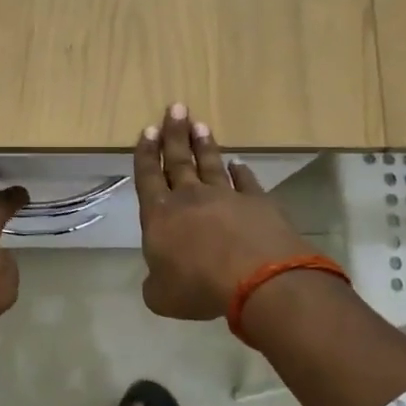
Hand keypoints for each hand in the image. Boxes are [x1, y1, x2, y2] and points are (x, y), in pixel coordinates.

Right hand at [133, 104, 311, 320]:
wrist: (258, 279)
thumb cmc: (199, 287)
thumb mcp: (162, 297)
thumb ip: (155, 283)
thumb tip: (158, 279)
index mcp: (160, 216)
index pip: (148, 177)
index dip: (146, 154)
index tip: (148, 130)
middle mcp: (190, 198)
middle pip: (179, 160)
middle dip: (174, 134)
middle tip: (175, 108)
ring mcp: (227, 196)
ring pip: (211, 164)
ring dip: (204, 145)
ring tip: (200, 124)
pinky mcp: (258, 203)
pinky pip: (246, 182)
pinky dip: (241, 172)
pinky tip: (239, 164)